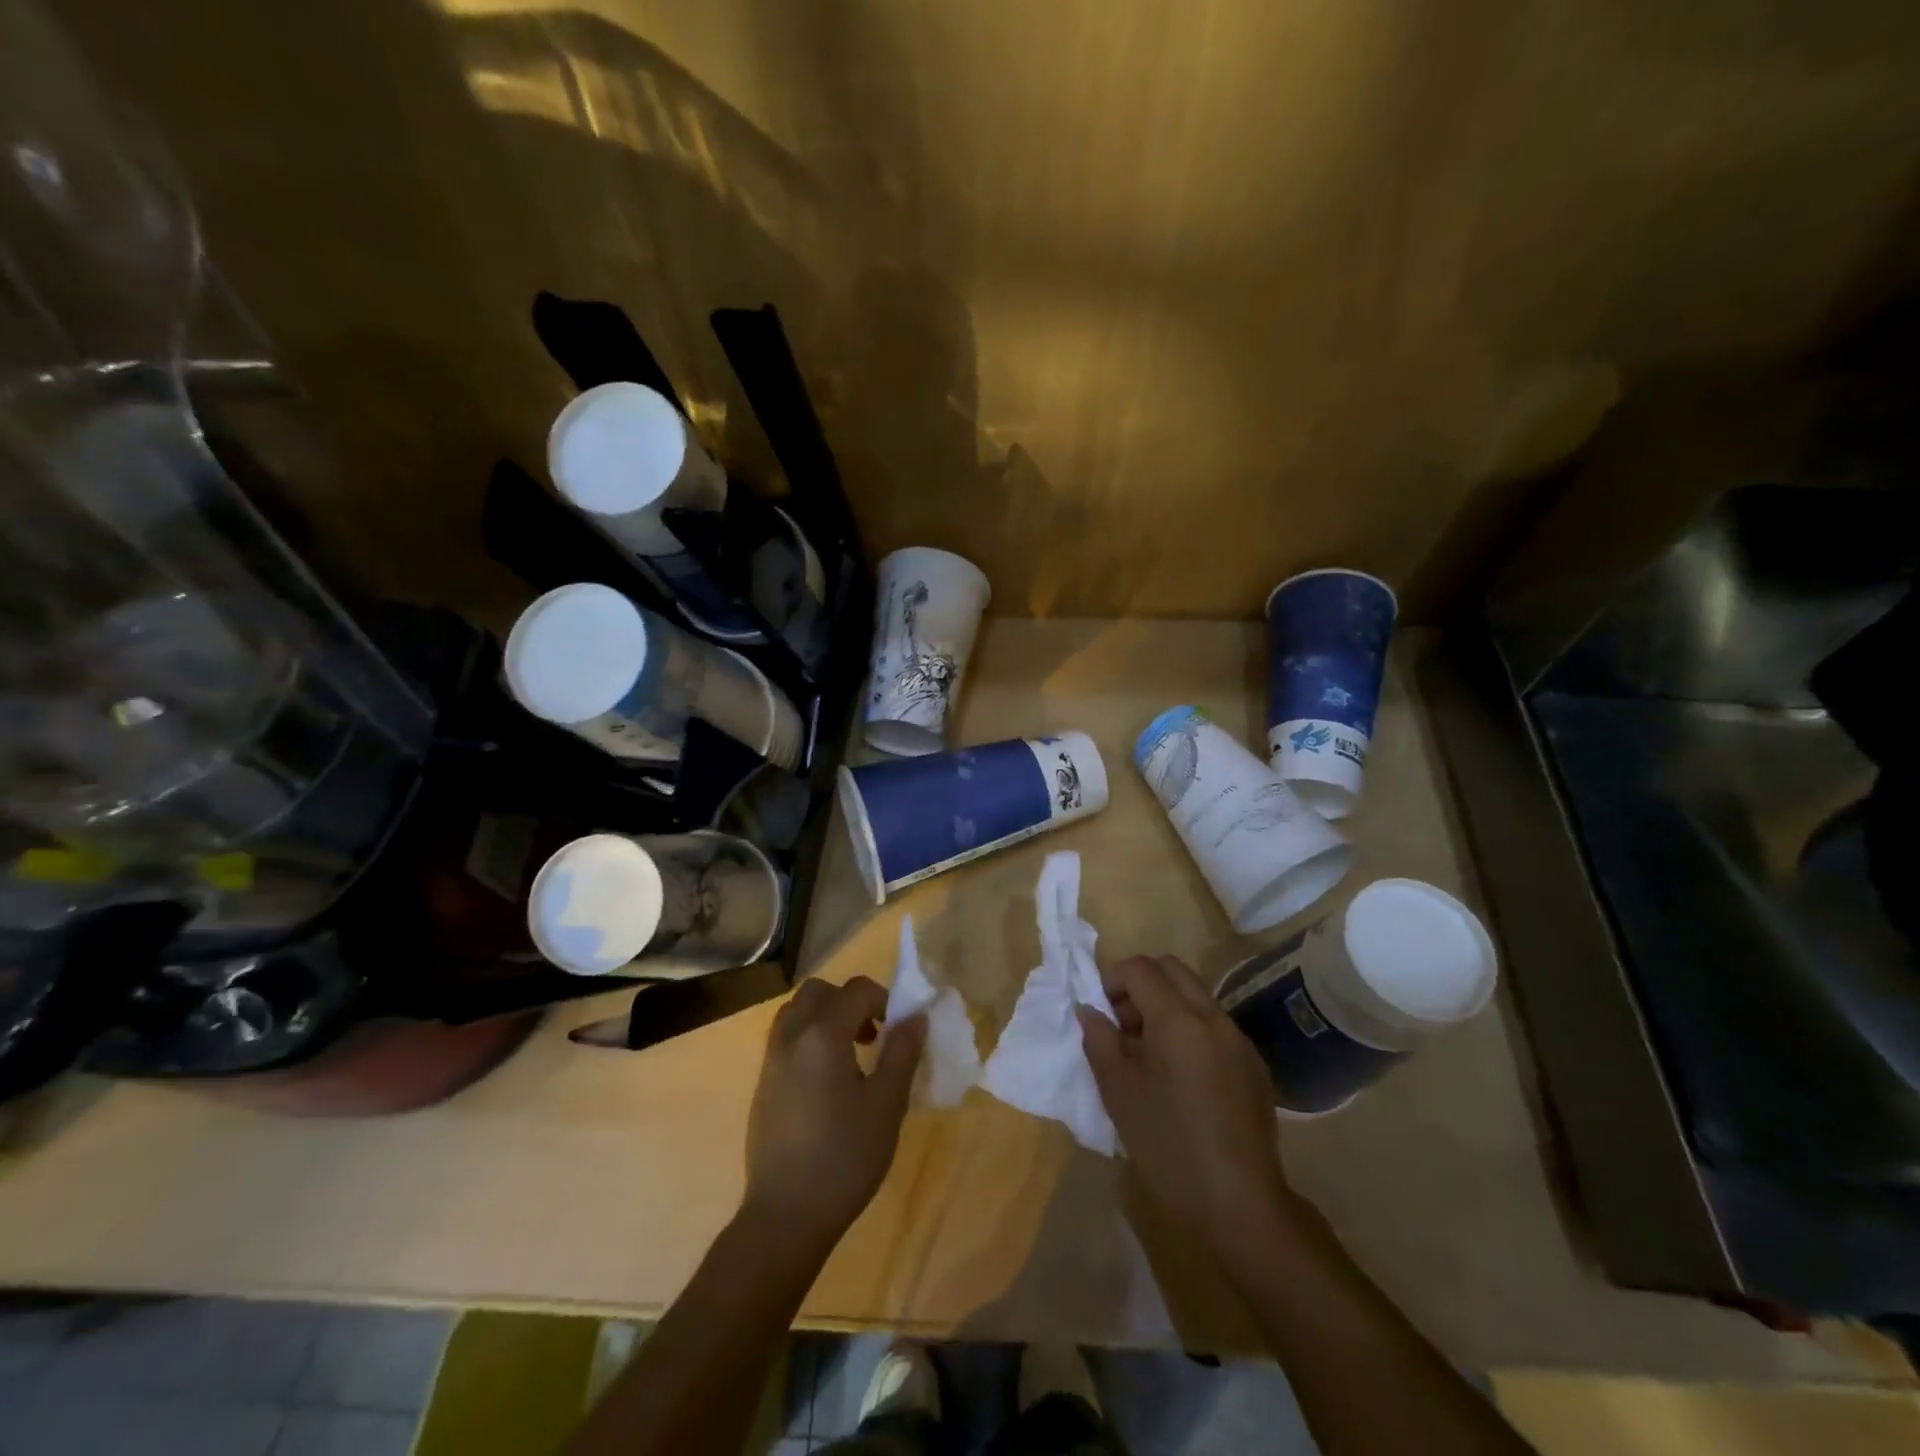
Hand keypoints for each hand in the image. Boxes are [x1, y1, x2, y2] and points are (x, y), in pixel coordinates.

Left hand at [744, 976, 925, 1249]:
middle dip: (850, 1001)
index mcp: (822, 1035)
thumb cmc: (844, 1158)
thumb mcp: (887, 1105)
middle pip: (819, 991)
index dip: (884, 999)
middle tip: (873, 1035)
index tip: (899, 1029)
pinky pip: (787, 1038)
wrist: (785, 1216)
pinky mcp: (763, 1084)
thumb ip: (902, 1053)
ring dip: (826, 1017)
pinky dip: (809, 1039)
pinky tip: (829, 1082)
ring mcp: (771, 1060)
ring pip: (797, 1012)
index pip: (856, 990)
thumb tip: (915, 1017)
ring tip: (852, 1055)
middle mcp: (791, 1036)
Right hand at [1077, 955, 1308, 1258]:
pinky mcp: (1254, 1064)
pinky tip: (1181, 1078)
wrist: (1240, 1203)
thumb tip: (1090, 1011)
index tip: (1103, 1015)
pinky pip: (1215, 1024)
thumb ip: (1100, 1041)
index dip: (1113, 980)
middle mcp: (1213, 1017)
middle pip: (1172, 969)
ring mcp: (1239, 1039)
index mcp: (1178, 1020)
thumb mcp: (1119, 1093)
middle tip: (1123, 1025)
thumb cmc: (1168, 1146)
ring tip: (1148, 1053)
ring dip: (1166, 1005)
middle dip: (1141, 984)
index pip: (1141, 969)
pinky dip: (1190, 1028)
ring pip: (1196, 995)